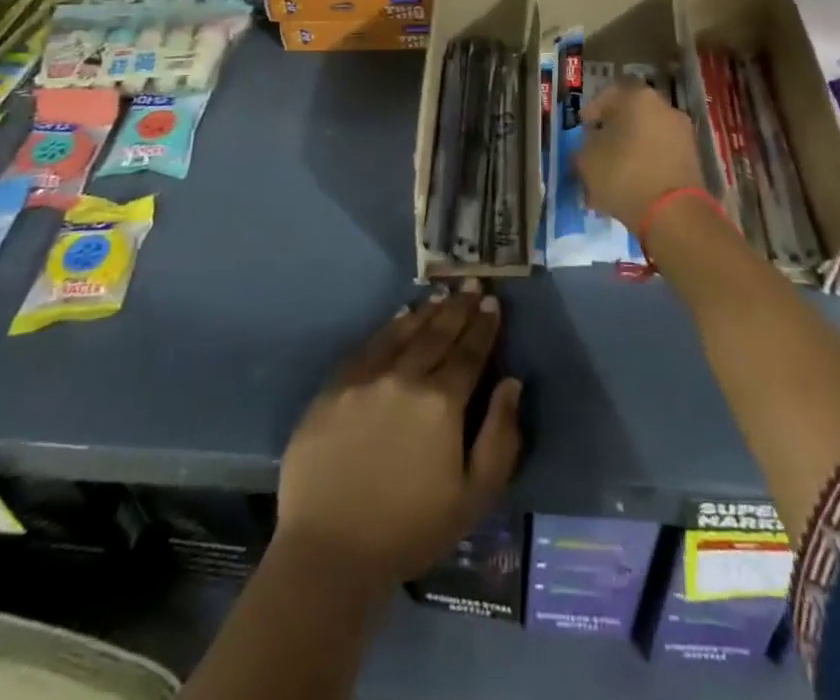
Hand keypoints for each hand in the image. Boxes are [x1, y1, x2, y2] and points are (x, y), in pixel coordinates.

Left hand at [277, 290, 522, 587]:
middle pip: (438, 333)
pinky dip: (389, 327)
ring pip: (404, 332)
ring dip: (427, 311)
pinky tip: (400, 316)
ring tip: (443, 295)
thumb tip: (511, 383)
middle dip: (459, 307)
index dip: (484, 326)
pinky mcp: (334, 388)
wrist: (329, 554)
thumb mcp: (473, 498)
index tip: (493, 303)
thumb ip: (500, 437)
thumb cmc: (409, 531)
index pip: (470, 352)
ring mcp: (366, 379)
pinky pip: (368, 345)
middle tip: (472, 284)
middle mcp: (405, 377)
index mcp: (442, 402)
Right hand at [576, 79, 707, 230]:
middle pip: (631, 114)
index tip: (583, 128)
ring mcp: (683, 132)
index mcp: (638, 97)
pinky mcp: (693, 158)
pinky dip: (646, 162)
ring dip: (630, 148)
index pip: (609, 93)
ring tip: (614, 172)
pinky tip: (633, 183)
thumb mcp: (587, 160)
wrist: (674, 214)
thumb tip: (592, 144)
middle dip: (613, 130)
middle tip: (597, 150)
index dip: (592, 111)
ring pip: (647, 134)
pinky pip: (661, 153)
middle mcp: (665, 107)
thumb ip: (585, 146)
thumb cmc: (624, 176)